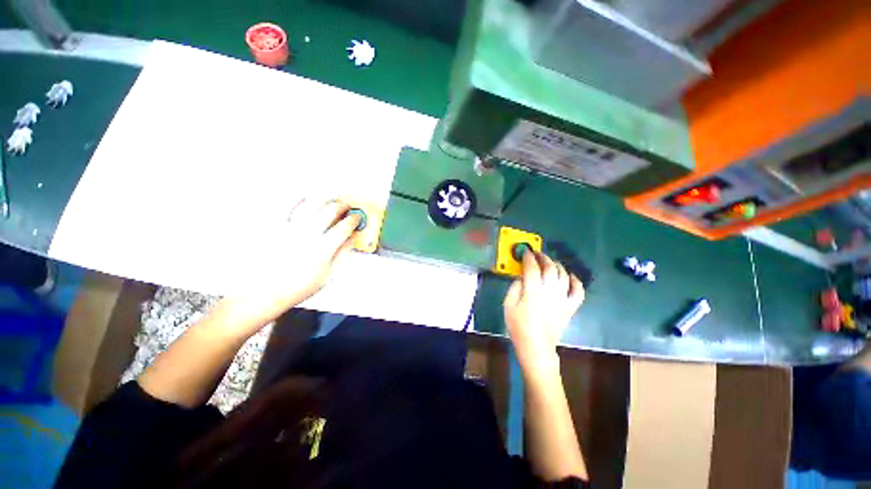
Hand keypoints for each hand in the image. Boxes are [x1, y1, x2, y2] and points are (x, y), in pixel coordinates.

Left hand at [215, 198, 360, 334]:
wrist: (264, 292)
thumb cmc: (297, 287)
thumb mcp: (328, 275)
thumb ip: (343, 255)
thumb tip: (352, 239)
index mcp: (322, 249)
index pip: (343, 227)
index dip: (353, 220)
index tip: (356, 218)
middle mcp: (307, 235)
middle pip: (329, 211)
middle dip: (342, 205)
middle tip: (346, 205)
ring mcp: (289, 228)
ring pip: (311, 204)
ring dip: (325, 197)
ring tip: (331, 197)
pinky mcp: (274, 226)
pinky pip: (286, 205)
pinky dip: (298, 197)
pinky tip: (305, 195)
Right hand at [503, 250, 584, 373]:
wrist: (536, 346)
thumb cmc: (518, 326)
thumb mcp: (508, 305)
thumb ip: (514, 287)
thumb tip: (522, 277)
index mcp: (533, 290)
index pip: (532, 267)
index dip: (528, 257)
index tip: (525, 251)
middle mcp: (550, 291)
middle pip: (550, 267)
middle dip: (543, 257)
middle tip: (536, 254)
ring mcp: (563, 298)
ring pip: (564, 275)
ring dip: (557, 265)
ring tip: (549, 263)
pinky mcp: (570, 307)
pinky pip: (578, 291)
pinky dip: (576, 281)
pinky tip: (570, 277)